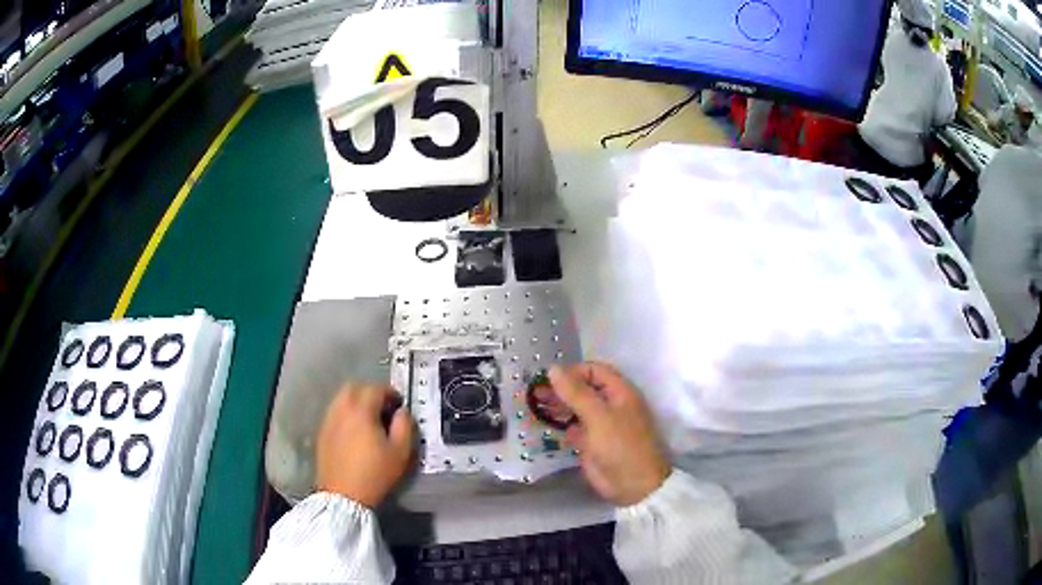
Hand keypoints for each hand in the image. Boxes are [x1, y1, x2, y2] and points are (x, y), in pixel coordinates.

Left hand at [316, 384, 413, 507]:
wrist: (344, 495)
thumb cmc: (375, 474)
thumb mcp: (401, 452)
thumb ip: (405, 425)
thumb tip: (402, 412)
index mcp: (361, 411)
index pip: (375, 389)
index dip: (390, 393)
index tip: (399, 404)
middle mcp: (341, 410)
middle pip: (354, 387)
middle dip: (370, 392)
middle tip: (383, 408)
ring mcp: (328, 421)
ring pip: (341, 399)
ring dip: (356, 402)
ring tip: (368, 419)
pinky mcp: (322, 433)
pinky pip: (334, 413)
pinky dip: (346, 414)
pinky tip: (354, 431)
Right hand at [549, 363, 670, 505]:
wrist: (632, 484)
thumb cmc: (620, 445)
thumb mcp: (598, 416)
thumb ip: (575, 392)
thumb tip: (553, 369)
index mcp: (620, 392)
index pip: (595, 371)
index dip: (573, 372)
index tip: (550, 379)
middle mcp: (611, 404)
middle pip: (584, 388)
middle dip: (561, 388)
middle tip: (535, 391)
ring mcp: (601, 424)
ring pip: (577, 407)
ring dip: (558, 404)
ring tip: (535, 403)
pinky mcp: (591, 442)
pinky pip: (574, 426)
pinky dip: (560, 422)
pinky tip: (543, 421)